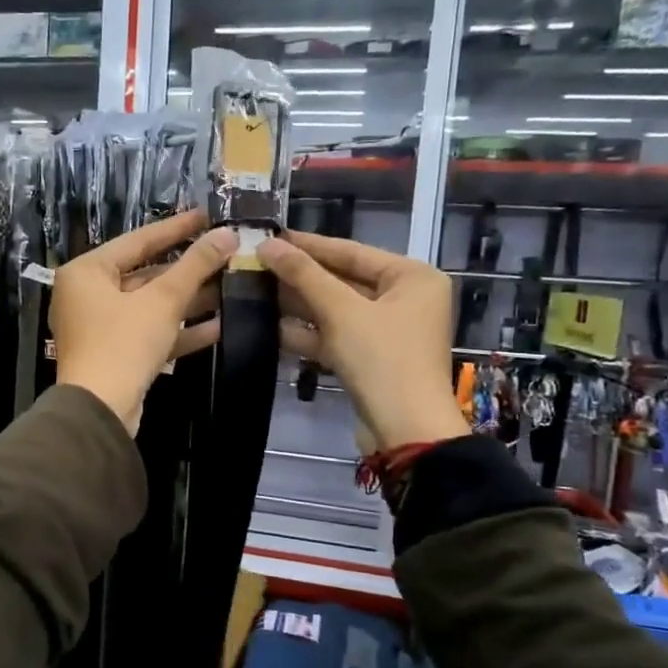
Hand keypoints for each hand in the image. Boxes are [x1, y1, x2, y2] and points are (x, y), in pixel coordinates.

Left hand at [51, 208, 234, 433]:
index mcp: (87, 272)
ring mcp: (99, 327)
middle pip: (145, 274)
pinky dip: (178, 330)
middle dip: (188, 270)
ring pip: (150, 306)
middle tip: (225, 255)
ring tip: (229, 287)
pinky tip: (218, 326)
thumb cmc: (123, 343)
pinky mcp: (114, 355)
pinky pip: (149, 333)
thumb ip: (195, 265)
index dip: (177, 228)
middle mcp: (87, 295)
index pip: (138, 240)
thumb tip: (228, 234)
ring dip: (188, 301)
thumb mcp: (162, 300)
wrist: (100, 410)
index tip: (208, 216)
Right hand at [256, 231, 469, 450]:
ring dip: (298, 304)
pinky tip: (270, 327)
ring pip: (336, 309)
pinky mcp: (370, 358)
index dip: (308, 245)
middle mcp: (404, 299)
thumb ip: (304, 275)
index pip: (351, 251)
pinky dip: (308, 333)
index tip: (271, 236)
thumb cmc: (382, 359)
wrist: (405, 430)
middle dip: (300, 276)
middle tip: (257, 264)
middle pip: (343, 280)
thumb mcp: (341, 311)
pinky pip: (335, 335)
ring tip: (255, 291)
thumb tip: (268, 245)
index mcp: (411, 277)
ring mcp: (387, 331)